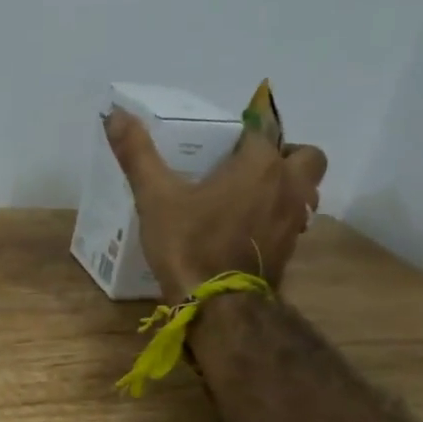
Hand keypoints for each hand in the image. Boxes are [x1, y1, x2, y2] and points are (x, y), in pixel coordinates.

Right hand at [105, 109, 327, 300]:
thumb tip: (115, 115)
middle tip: (250, 165)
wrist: (219, 306)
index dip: (244, 129)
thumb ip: (138, 155)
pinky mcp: (290, 250)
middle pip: (307, 156)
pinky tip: (249, 229)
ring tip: (251, 196)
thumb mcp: (155, 198)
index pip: (263, 128)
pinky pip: (295, 221)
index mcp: (259, 164)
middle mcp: (287, 186)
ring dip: (287, 186)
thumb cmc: (190, 245)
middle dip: (285, 154)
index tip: (222, 141)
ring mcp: (293, 220)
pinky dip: (279, 217)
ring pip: (306, 190)